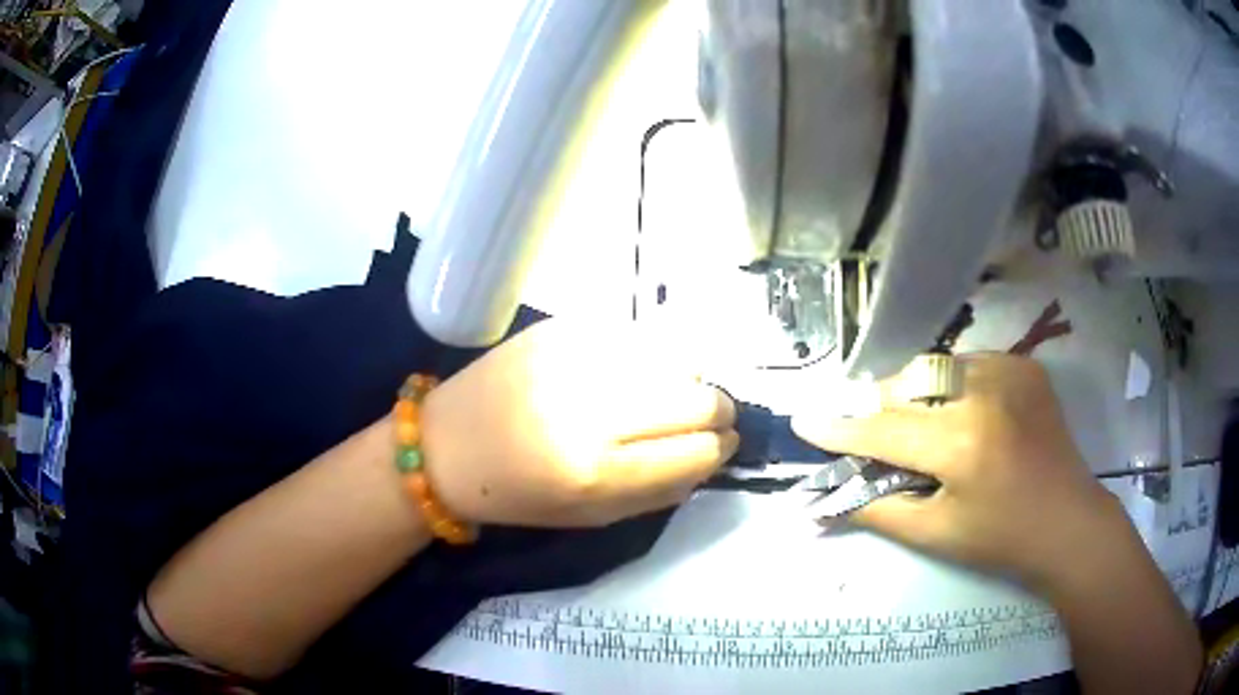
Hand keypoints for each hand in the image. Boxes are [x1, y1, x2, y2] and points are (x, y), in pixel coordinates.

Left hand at [422, 319, 738, 527]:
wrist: (446, 444)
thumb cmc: (517, 494)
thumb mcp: (591, 517)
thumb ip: (660, 490)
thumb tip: (714, 456)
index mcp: (593, 471)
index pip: (695, 451)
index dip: (721, 447)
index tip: (725, 443)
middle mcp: (588, 407)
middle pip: (696, 398)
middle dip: (718, 411)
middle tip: (712, 418)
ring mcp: (574, 357)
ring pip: (676, 358)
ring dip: (689, 380)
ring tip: (675, 395)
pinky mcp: (562, 326)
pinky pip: (639, 336)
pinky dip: (653, 357)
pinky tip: (639, 372)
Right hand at [793, 354, 1121, 587]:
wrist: (1067, 521)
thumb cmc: (1000, 539)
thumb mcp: (935, 535)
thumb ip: (879, 509)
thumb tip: (830, 498)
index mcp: (961, 444)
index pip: (884, 430)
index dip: (841, 429)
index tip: (806, 421)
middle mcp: (984, 393)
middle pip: (907, 386)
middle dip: (879, 407)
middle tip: (867, 429)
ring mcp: (1009, 370)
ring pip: (936, 368)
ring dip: (916, 393)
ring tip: (918, 423)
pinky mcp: (1024, 365)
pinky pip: (969, 364)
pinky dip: (952, 384)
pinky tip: (961, 411)